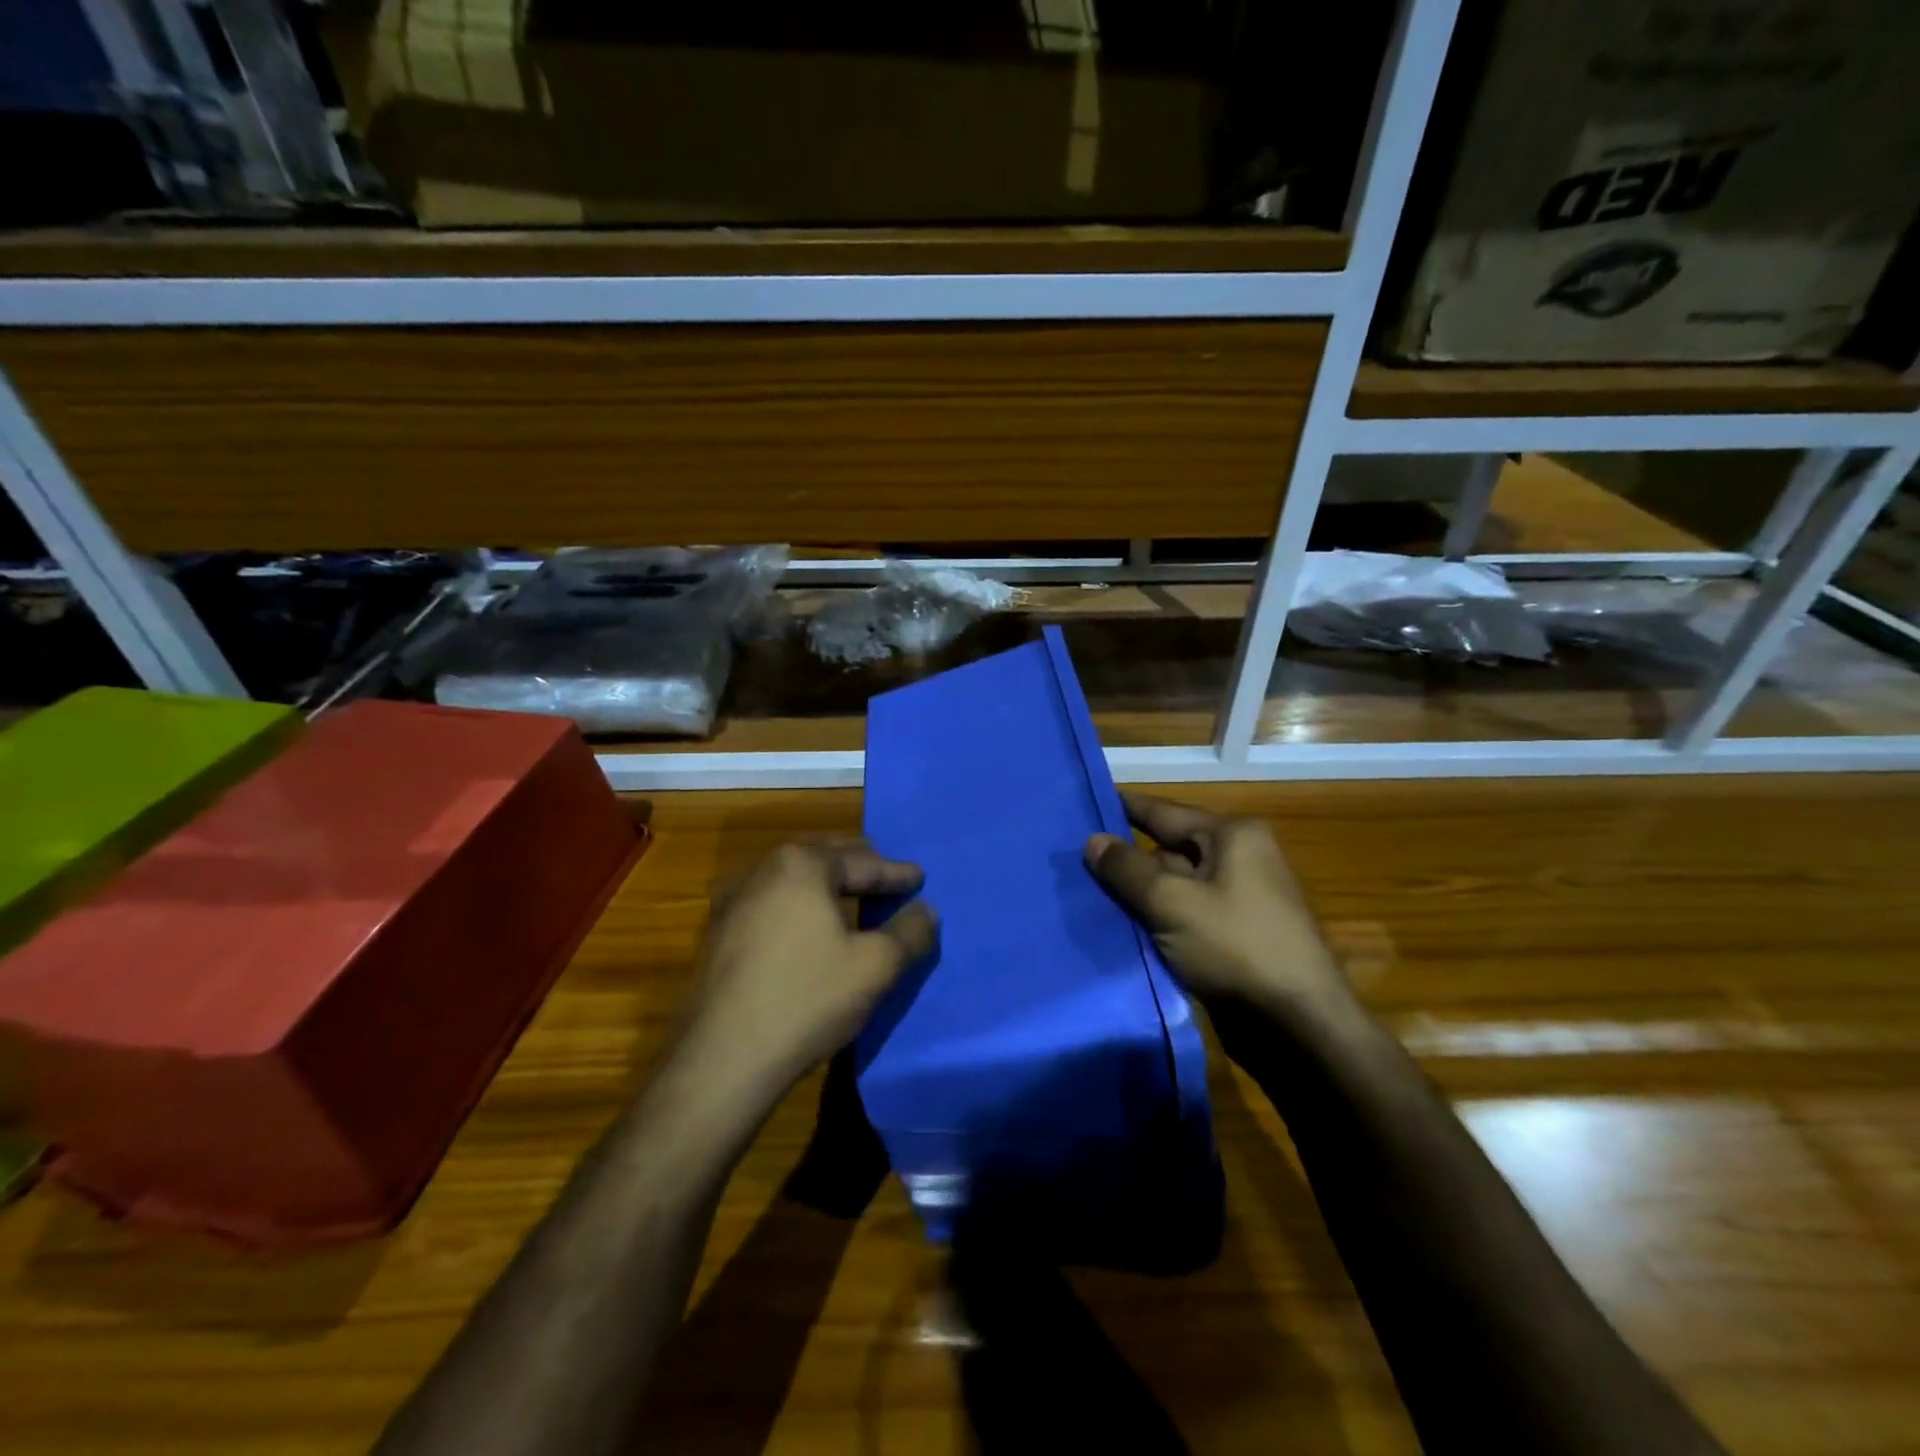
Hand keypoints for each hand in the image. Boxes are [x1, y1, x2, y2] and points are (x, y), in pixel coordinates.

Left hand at [681, 841, 937, 1095]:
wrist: (722, 1059)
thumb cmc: (807, 999)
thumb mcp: (876, 966)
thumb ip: (910, 931)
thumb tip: (926, 910)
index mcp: (801, 864)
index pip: (863, 862)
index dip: (896, 873)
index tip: (919, 877)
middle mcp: (762, 869)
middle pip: (823, 857)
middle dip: (858, 865)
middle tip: (886, 875)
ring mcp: (732, 901)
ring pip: (792, 878)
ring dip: (825, 883)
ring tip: (850, 896)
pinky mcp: (717, 933)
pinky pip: (770, 903)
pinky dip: (797, 904)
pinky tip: (807, 925)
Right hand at [1086, 794, 1352, 1021]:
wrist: (1300, 1025)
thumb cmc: (1236, 948)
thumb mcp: (1172, 903)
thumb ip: (1127, 869)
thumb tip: (1092, 840)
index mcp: (1232, 836)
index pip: (1163, 811)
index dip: (1122, 807)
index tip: (1084, 802)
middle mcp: (1239, 857)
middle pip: (1168, 849)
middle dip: (1126, 858)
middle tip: (1072, 861)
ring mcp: (1239, 897)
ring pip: (1174, 885)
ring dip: (1138, 893)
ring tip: (1085, 895)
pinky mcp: (1235, 933)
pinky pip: (1185, 913)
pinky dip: (1157, 918)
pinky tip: (1120, 926)